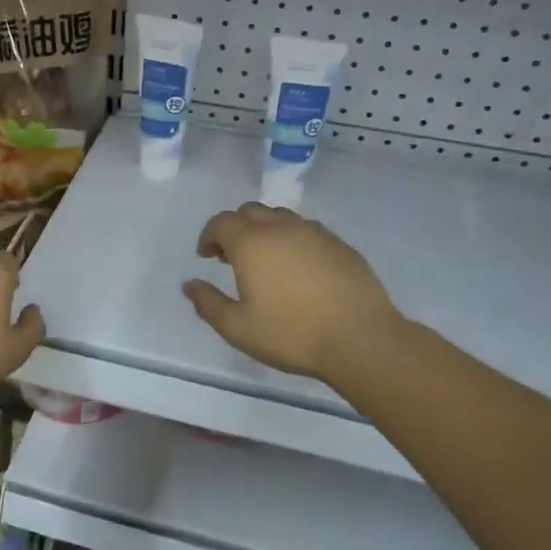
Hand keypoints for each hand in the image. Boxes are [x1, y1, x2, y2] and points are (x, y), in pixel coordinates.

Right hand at [183, 203, 406, 384]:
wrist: (360, 338)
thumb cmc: (291, 334)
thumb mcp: (237, 328)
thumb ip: (208, 303)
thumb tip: (190, 285)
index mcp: (252, 243)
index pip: (221, 222)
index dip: (209, 236)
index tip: (206, 257)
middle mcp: (282, 228)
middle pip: (250, 211)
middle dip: (235, 228)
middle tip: (231, 258)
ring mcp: (315, 233)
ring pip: (281, 217)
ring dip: (264, 230)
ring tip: (265, 262)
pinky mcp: (340, 245)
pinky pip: (307, 231)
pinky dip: (292, 240)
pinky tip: (297, 269)